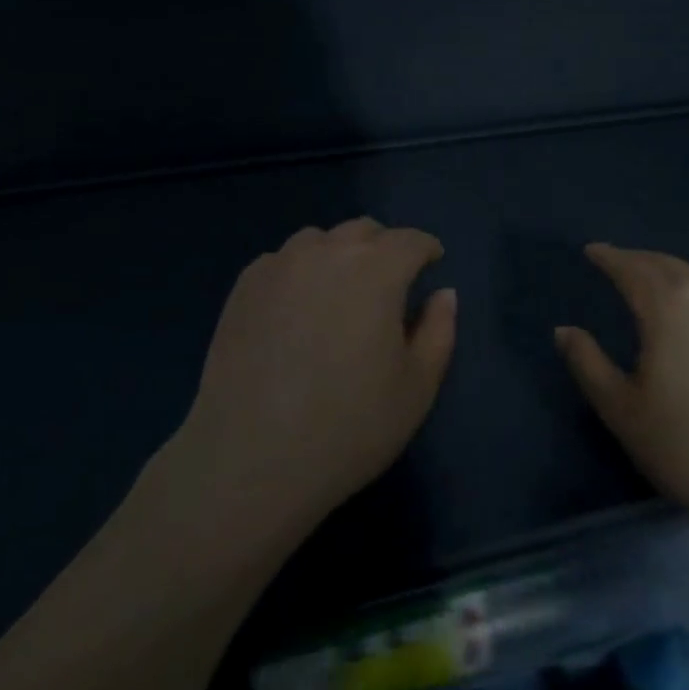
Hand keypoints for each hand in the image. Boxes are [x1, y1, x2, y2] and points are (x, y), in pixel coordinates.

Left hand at [173, 219, 456, 537]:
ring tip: (339, 293)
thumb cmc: (348, 427)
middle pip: (364, 231)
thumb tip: (443, 294)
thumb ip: (438, 330)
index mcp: (376, 270)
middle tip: (389, 283)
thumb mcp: (416, 387)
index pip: (410, 240)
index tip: (432, 263)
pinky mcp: (245, 285)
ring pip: (319, 240)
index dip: (426, 249)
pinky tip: (297, 309)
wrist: (251, 458)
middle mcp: (327, 252)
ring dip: (339, 255)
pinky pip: (282, 261)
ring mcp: (280, 264)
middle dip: (384, 248)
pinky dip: (300, 271)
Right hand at [555, 243, 688, 580]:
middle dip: (638, 260)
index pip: (630, 267)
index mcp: (668, 305)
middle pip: (667, 264)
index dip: (608, 256)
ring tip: (654, 283)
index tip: (591, 251)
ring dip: (671, 272)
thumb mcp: (623, 411)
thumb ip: (588, 364)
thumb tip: (565, 330)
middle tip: (618, 264)